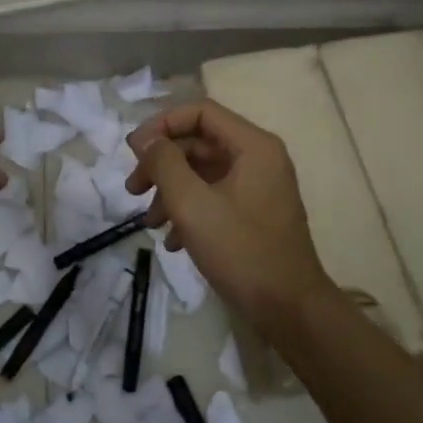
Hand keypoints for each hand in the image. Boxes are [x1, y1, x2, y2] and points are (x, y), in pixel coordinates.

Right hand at [125, 100, 335, 329]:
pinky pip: (214, 197)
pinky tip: (171, 241)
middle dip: (162, 164)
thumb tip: (144, 138)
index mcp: (253, 146)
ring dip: (170, 191)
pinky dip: (189, 211)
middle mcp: (259, 159)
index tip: (133, 152)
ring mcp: (258, 188)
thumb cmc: (241, 250)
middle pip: (199, 143)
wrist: (289, 310)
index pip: (200, 112)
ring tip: (149, 222)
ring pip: (203, 173)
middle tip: (133, 189)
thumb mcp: (192, 204)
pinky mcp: (254, 214)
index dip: (162, 125)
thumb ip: (164, 163)